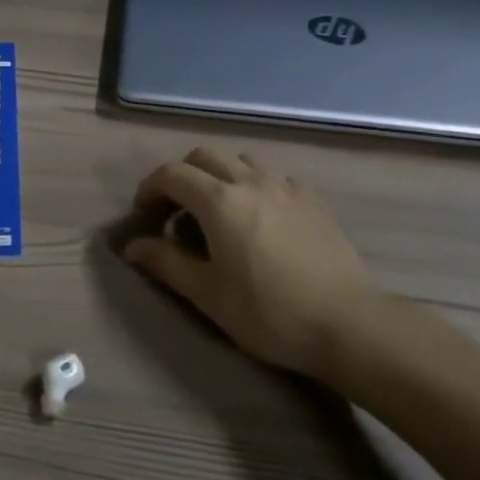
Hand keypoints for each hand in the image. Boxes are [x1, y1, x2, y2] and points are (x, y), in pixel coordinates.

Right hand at [121, 147, 379, 380]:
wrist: (347, 323)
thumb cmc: (268, 312)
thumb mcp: (207, 294)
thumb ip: (166, 263)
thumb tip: (132, 246)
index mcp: (219, 200)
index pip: (171, 174)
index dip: (150, 188)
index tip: (144, 213)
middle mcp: (249, 180)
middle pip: (204, 156)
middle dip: (182, 176)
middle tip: (176, 211)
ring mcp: (285, 186)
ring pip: (240, 161)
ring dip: (219, 175)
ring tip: (218, 212)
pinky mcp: (312, 199)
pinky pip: (273, 177)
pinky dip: (254, 186)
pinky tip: (261, 218)